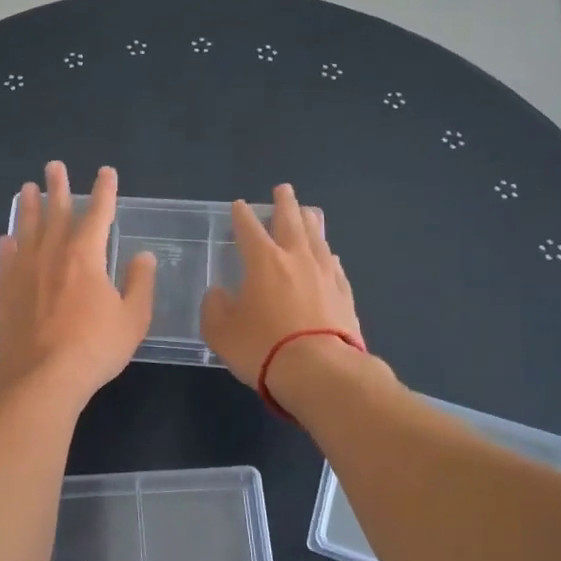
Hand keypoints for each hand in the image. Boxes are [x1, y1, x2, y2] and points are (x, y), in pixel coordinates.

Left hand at [0, 162, 154, 402]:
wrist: (41, 377)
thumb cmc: (94, 347)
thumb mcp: (132, 318)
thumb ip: (139, 283)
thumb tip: (143, 256)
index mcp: (85, 256)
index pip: (99, 214)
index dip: (104, 191)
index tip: (106, 172)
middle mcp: (52, 254)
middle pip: (56, 212)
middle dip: (58, 187)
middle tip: (54, 166)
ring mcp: (25, 272)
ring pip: (27, 230)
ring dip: (29, 207)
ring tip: (26, 189)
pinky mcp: (7, 292)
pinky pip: (7, 259)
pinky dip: (9, 245)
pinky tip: (7, 238)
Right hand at [200, 183, 363, 388]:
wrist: (320, 371)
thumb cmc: (263, 347)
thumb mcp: (221, 332)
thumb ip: (215, 307)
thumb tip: (219, 294)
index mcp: (263, 262)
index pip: (249, 229)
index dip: (242, 215)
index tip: (239, 205)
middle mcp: (296, 259)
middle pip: (290, 222)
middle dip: (284, 204)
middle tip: (283, 189)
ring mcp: (325, 275)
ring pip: (318, 238)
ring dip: (311, 222)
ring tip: (309, 212)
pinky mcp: (345, 295)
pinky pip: (334, 265)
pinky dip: (328, 255)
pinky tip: (330, 254)